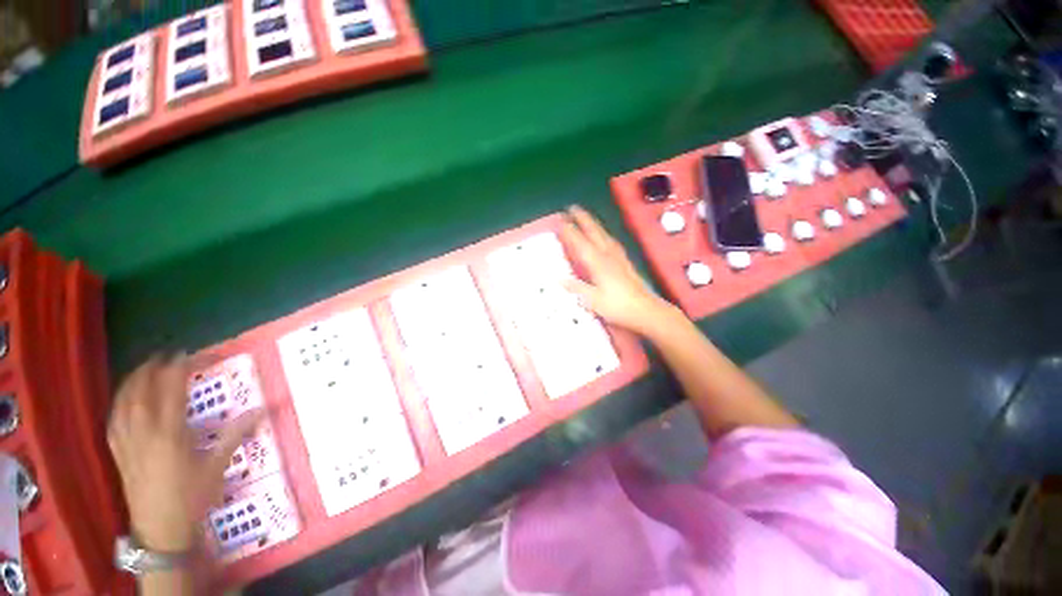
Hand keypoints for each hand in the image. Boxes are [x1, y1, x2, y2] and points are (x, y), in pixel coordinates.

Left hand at [107, 354, 261, 551]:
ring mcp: (127, 443)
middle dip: (149, 369)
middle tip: (162, 356)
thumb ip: (236, 434)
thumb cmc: (192, 496)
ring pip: (122, 404)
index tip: (186, 354)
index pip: (171, 390)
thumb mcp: (217, 466)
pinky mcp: (118, 454)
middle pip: (140, 391)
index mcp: (170, 433)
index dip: (177, 369)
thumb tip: (263, 409)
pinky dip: (117, 404)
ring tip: (141, 370)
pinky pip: (113, 421)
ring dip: (130, 383)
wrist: (161, 529)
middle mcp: (144, 432)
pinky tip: (122, 401)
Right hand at [560, 206, 676, 335]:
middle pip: (593, 232)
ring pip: (603, 234)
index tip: (560, 220)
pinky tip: (605, 236)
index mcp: (598, 263)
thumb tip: (559, 279)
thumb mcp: (594, 301)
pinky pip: (612, 241)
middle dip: (582, 219)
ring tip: (585, 216)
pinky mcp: (625, 262)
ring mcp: (618, 257)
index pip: (580, 243)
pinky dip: (604, 234)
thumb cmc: (618, 307)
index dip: (570, 231)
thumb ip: (577, 288)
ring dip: (593, 223)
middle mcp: (608, 255)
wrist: (646, 310)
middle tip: (572, 207)